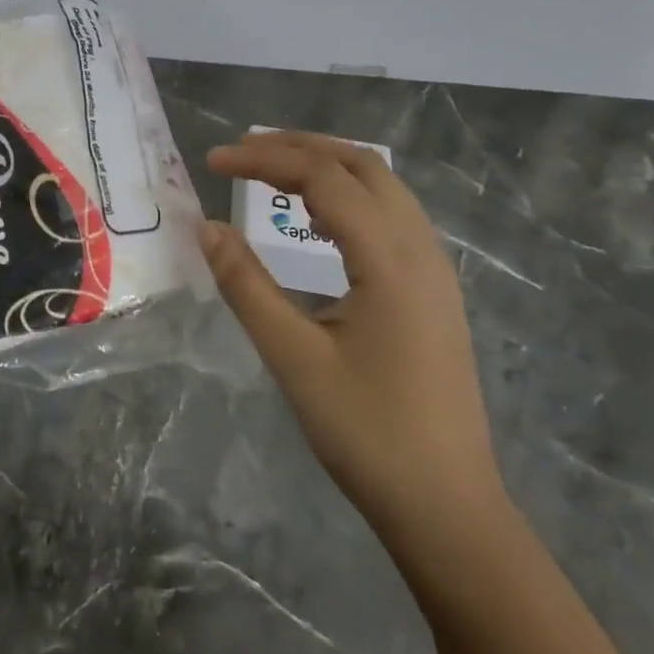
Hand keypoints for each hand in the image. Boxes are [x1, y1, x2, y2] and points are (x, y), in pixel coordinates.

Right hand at [201, 130, 506, 548]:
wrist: (447, 507)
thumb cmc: (367, 433)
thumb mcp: (294, 358)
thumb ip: (246, 285)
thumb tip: (206, 228)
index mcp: (391, 260)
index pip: (324, 177)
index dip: (264, 159)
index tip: (212, 162)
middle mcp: (421, 251)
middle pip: (362, 165)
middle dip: (298, 146)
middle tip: (241, 154)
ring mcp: (434, 270)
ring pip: (382, 186)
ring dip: (326, 165)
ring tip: (270, 171)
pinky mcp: (433, 291)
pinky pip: (391, 215)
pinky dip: (346, 194)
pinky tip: (316, 217)